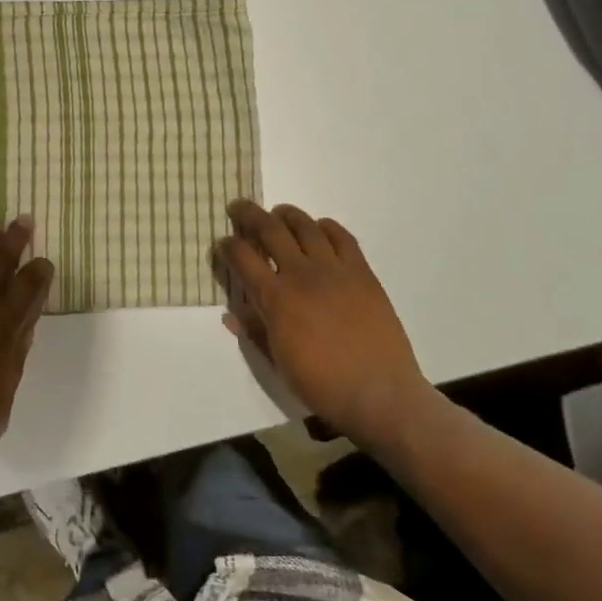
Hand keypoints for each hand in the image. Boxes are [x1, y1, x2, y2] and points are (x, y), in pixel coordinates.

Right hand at [213, 200, 433, 452]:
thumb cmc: (322, 384)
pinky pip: (342, 237)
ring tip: (278, 213)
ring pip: (305, 226)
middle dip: (249, 214)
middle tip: (239, 208)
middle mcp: (301, 274)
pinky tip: (319, 228)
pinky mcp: (362, 272)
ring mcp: (334, 270)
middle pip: (270, 230)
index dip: (227, 245)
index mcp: (276, 298)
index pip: (242, 257)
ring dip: (286, 214)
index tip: (222, 243)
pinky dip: (326, 227)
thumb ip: (254, 331)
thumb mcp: (278, 362)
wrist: (379, 393)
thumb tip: (231, 313)